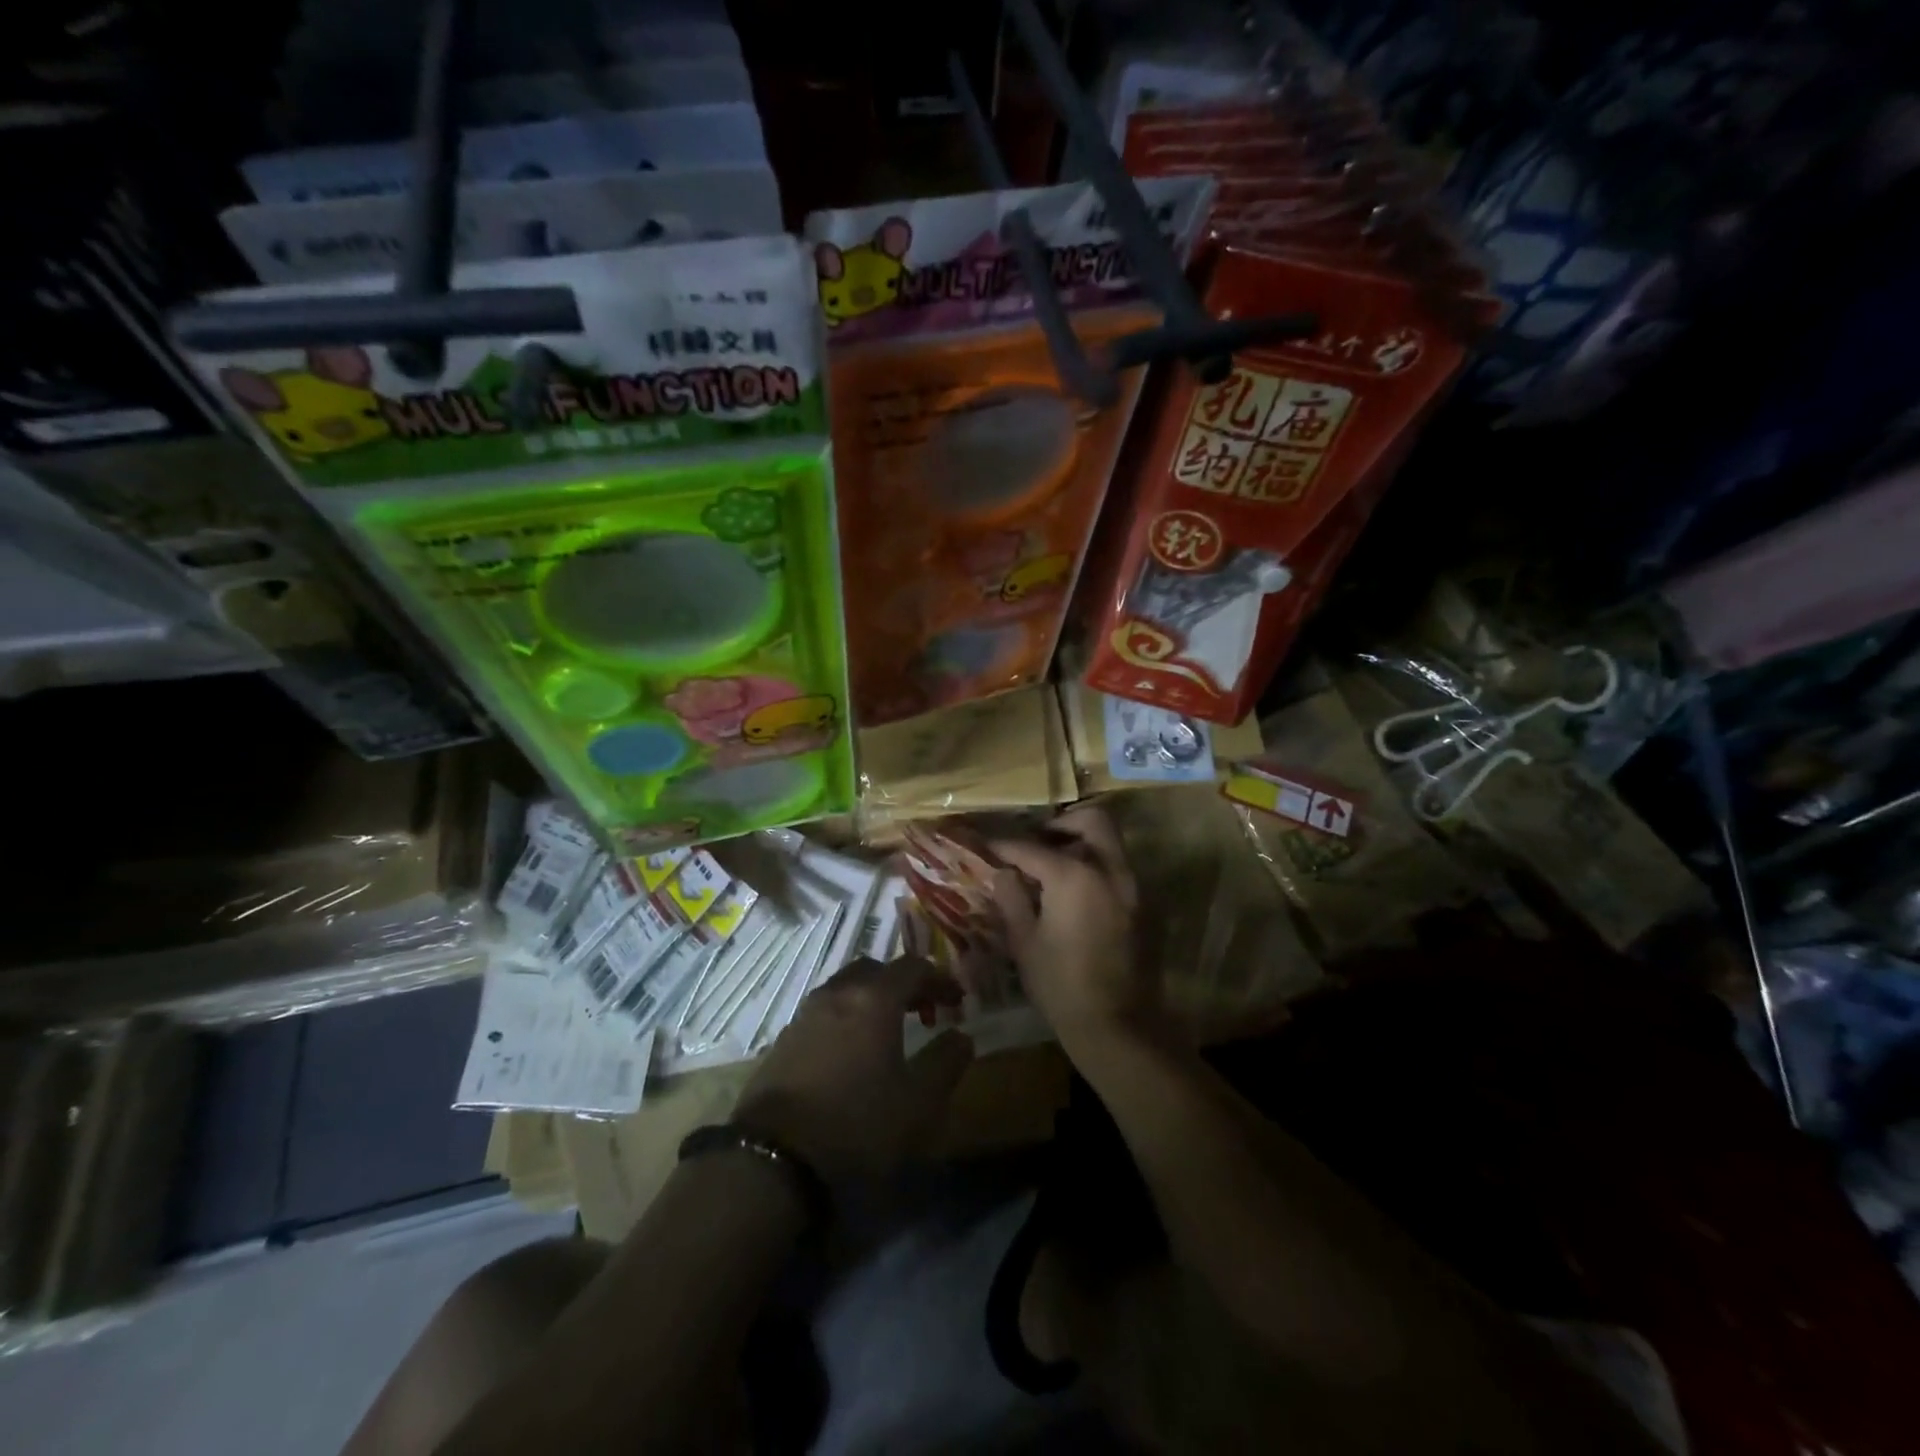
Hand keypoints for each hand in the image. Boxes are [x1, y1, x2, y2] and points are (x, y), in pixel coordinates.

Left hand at [732, 957, 973, 1182]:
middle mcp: (837, 993)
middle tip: (923, 1010)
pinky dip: (846, 1018)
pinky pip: (824, 1012)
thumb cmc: (857, 1124)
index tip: (957, 999)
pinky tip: (850, 1053)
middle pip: (876, 970)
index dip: (939, 978)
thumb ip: (946, 1062)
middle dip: (903, 983)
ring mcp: (805, 1014)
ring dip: (872, 999)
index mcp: (874, 999)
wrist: (773, 1159)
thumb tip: (962, 1036)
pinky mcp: (783, 1039)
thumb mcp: (918, 1102)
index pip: (913, 966)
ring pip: (846, 988)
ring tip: (888, 1032)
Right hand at [989, 805, 1157, 1052]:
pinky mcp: (1143, 905)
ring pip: (1111, 841)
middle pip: (1091, 820)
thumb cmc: (1061, 986)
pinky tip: (1074, 893)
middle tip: (1037, 842)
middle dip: (1061, 824)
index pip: (1032, 848)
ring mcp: (1133, 886)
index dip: (1005, 845)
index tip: (987, 845)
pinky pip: (1119, 868)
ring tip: (1054, 866)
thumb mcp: (1025, 943)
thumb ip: (1012, 898)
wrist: (1118, 1026)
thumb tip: (1003, 872)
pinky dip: (1097, 865)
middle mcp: (1110, 870)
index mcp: (1075, 876)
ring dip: (1082, 842)